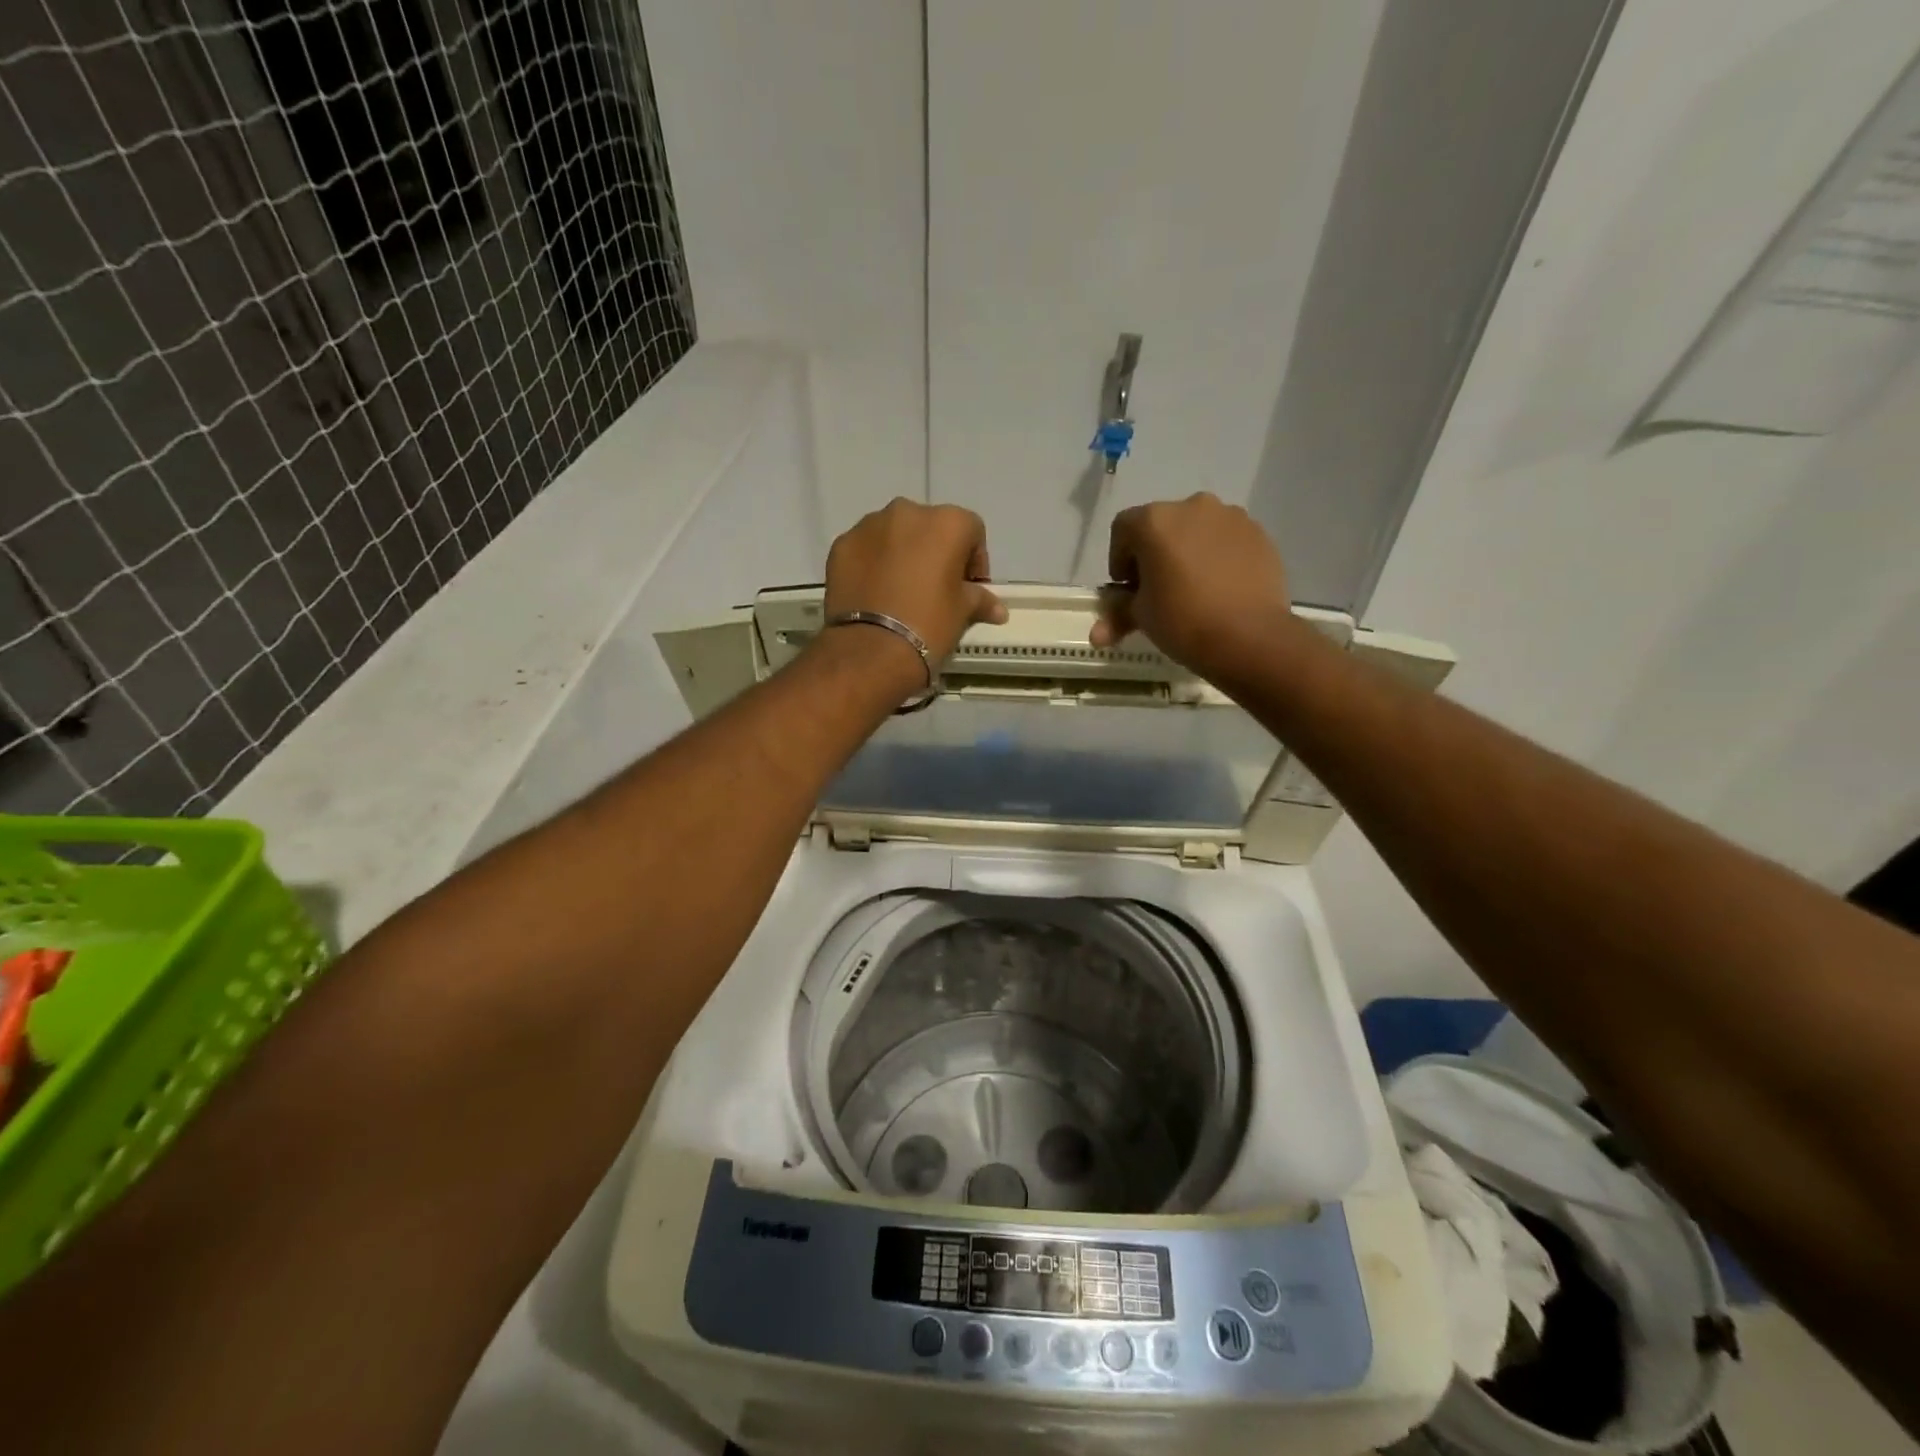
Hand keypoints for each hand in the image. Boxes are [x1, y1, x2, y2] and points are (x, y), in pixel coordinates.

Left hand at [822, 498, 1007, 683]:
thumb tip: (997, 608)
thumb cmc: (929, 625)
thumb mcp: (962, 612)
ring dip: (902, 554)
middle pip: (930, 527)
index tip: (969, 588)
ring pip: (894, 534)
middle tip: (935, 588)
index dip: (974, 561)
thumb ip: (980, 599)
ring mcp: (869, 526)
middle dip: (936, 552)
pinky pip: (866, 549)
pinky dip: (873, 564)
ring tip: (901, 591)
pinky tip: (875, 593)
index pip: (971, 531)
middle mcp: (907, 512)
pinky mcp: (841, 545)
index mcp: (946, 522)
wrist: (871, 649)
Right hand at [1091, 493, 1296, 682]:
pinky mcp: (1259, 534)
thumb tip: (1097, 634)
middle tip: (1159, 589)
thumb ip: (1118, 614)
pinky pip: (1227, 541)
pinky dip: (1218, 557)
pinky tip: (1221, 588)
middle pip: (1162, 525)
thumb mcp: (1142, 617)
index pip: (1123, 529)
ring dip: (1188, 551)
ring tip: (1193, 589)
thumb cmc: (1183, 621)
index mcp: (1155, 521)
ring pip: (1197, 530)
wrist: (1250, 637)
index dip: (1119, 558)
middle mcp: (1193, 507)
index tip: (1128, 588)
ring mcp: (1231, 517)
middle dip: (1155, 553)